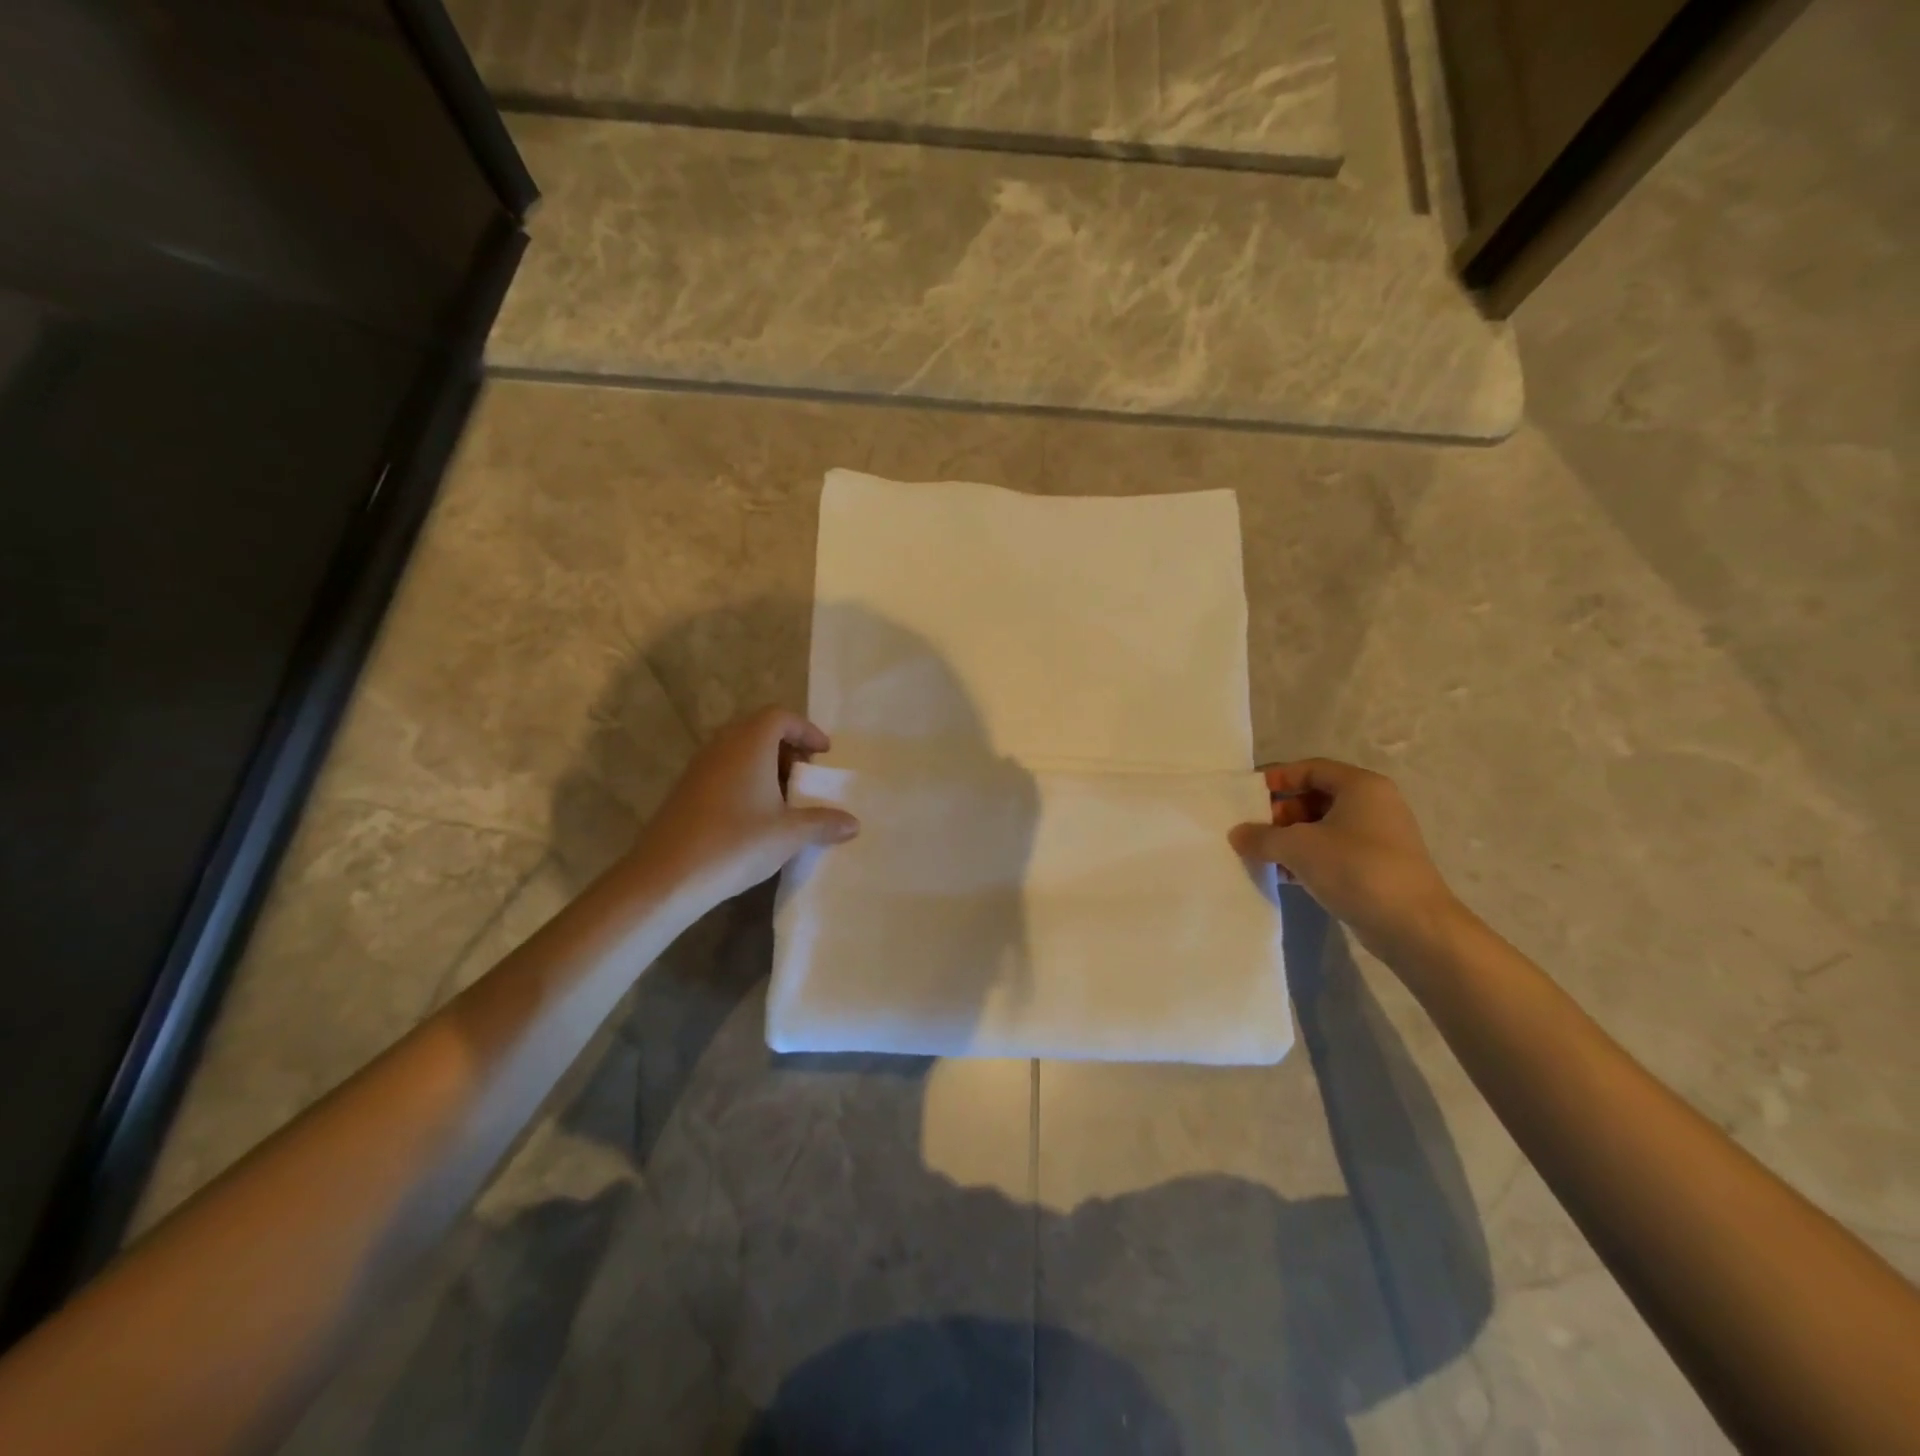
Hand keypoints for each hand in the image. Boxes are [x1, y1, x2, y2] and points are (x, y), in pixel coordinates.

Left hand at [630, 707, 858, 909]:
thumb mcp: (789, 835)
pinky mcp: (685, 791)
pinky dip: (745, 781)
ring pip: (738, 751)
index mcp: (750, 744)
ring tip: (784, 799)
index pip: (780, 717)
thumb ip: (823, 823)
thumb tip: (854, 823)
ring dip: (765, 766)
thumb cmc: (736, 843)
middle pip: (758, 730)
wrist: (667, 876)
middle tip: (805, 775)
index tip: (823, 753)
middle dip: (787, 748)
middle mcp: (722, 747)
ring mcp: (699, 768)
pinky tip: (754, 816)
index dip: (806, 730)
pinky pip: (723, 771)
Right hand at [1230, 758, 1462, 957]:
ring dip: (1290, 839)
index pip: (1311, 768)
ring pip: (1322, 827)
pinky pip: (1333, 852)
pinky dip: (1307, 858)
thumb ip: (1262, 836)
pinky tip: (1284, 876)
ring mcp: (1377, 838)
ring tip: (1263, 855)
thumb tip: (1237, 834)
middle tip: (1253, 830)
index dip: (1277, 778)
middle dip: (1280, 812)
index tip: (1248, 796)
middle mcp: (1373, 805)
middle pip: (1315, 797)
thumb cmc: (1356, 869)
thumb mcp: (1299, 847)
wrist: (1413, 927)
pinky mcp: (1376, 867)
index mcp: (1361, 786)